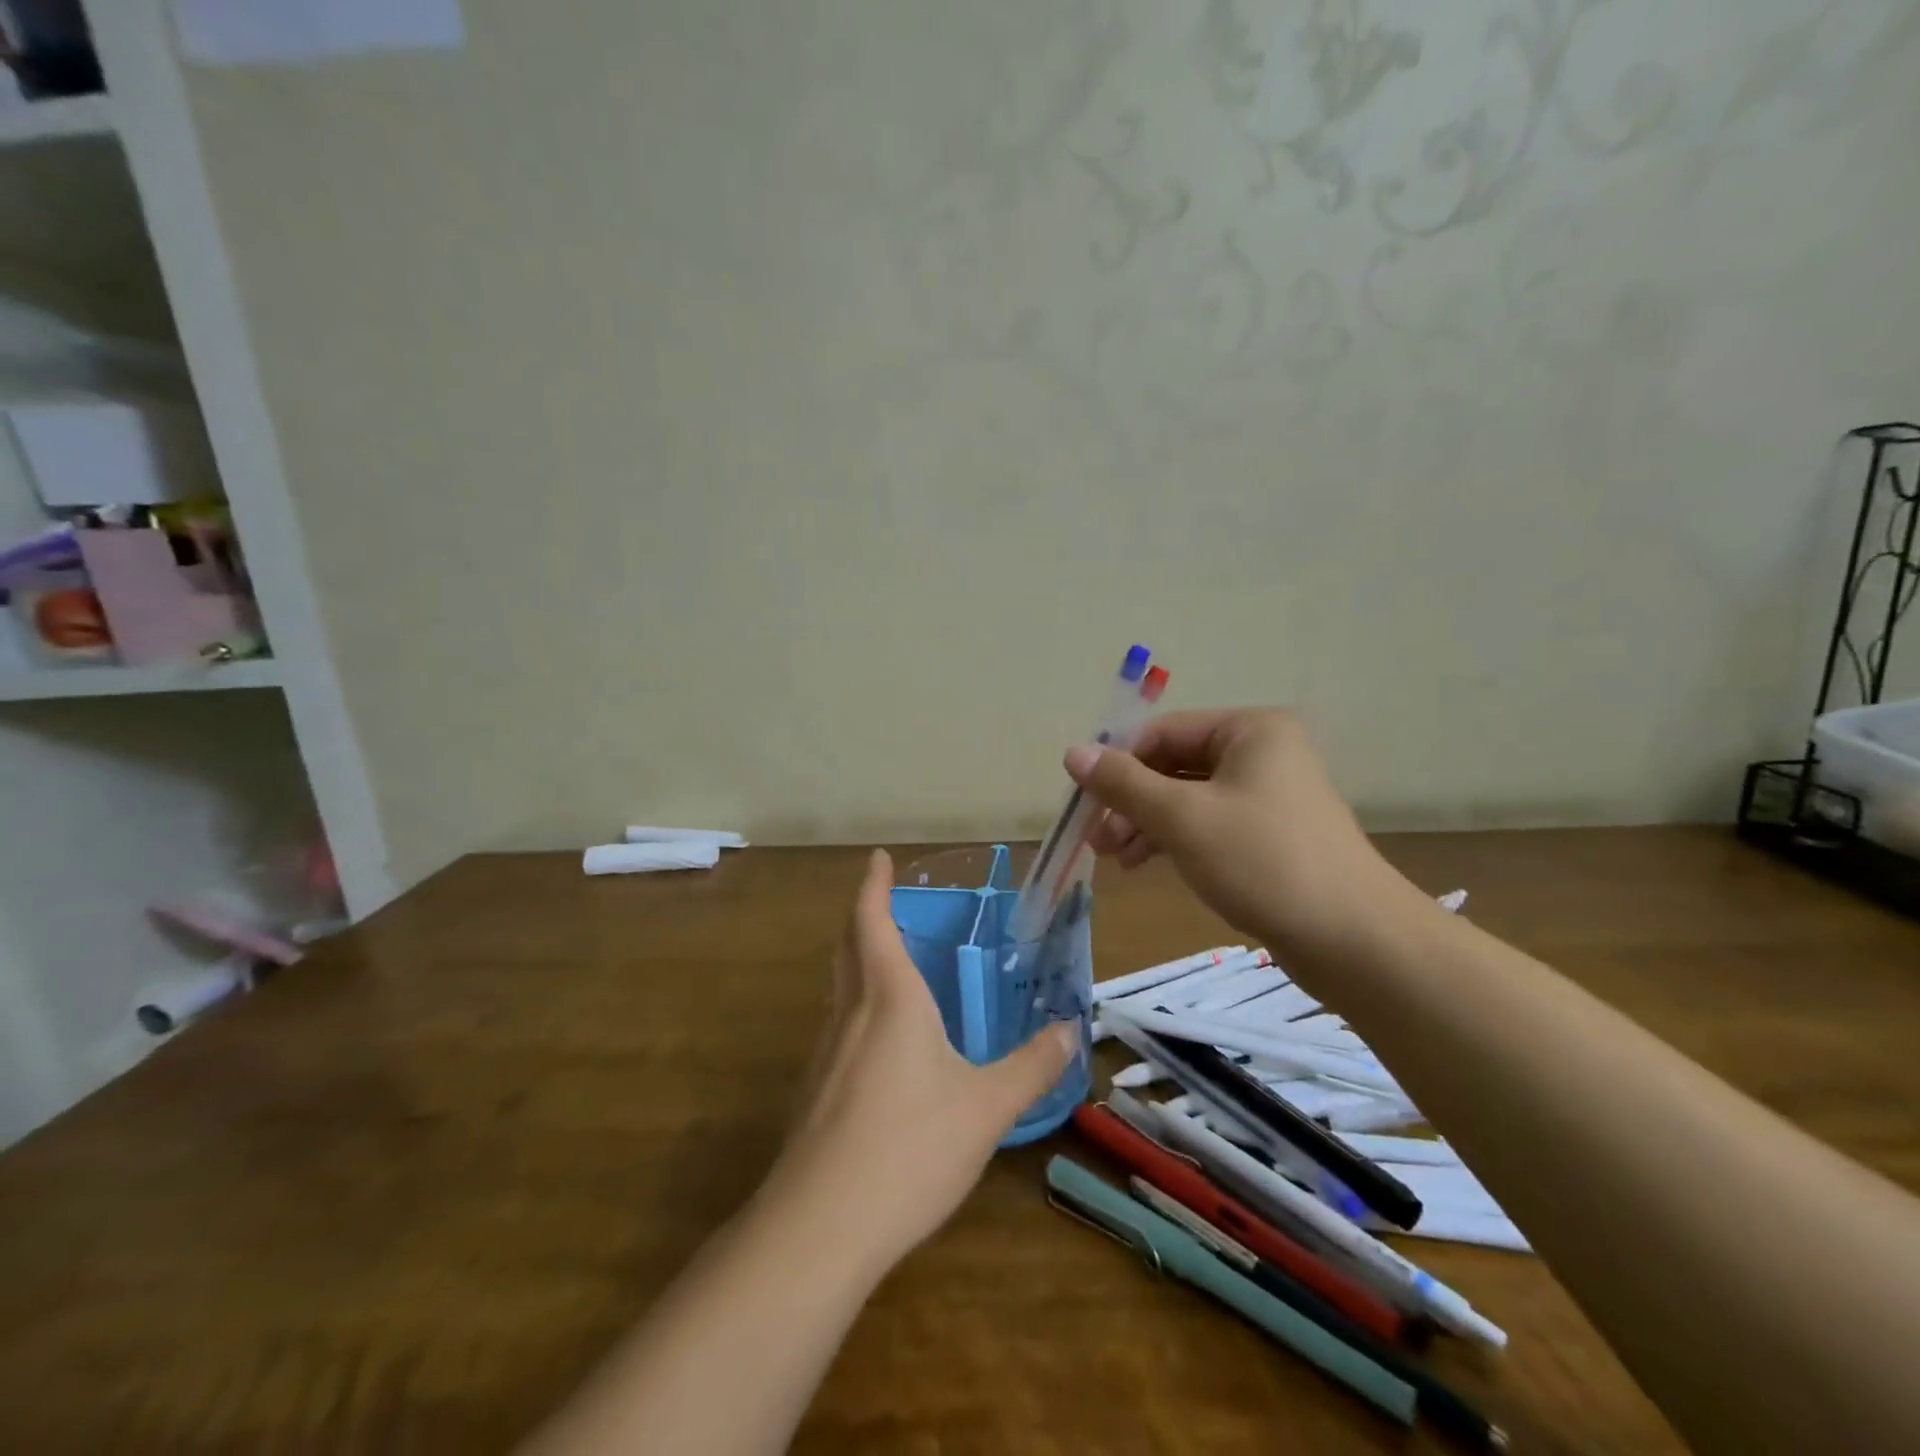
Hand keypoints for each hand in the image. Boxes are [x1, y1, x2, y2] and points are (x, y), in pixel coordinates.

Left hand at [760, 849, 1075, 1268]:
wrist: (820, 1227)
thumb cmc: (910, 1148)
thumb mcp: (987, 1108)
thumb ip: (1030, 1067)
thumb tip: (1068, 1032)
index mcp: (889, 999)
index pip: (872, 922)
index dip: (873, 885)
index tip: (877, 857)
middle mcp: (851, 1014)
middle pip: (847, 947)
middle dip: (862, 916)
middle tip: (883, 902)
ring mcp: (825, 1054)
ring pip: (840, 989)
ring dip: (858, 962)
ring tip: (890, 965)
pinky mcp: (814, 1092)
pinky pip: (839, 1029)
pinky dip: (857, 1009)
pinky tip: (881, 1045)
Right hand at [1066, 707, 1421, 963]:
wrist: (1353, 940)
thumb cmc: (1262, 861)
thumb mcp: (1182, 817)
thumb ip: (1123, 783)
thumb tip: (1072, 752)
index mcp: (1249, 730)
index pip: (1162, 732)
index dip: (1117, 764)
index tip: (1084, 804)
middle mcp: (1262, 752)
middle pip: (1173, 764)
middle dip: (1130, 801)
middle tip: (1095, 839)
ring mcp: (1269, 795)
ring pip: (1187, 798)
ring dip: (1145, 823)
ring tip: (1114, 859)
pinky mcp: (1270, 835)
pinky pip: (1207, 824)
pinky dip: (1173, 840)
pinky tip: (1144, 863)